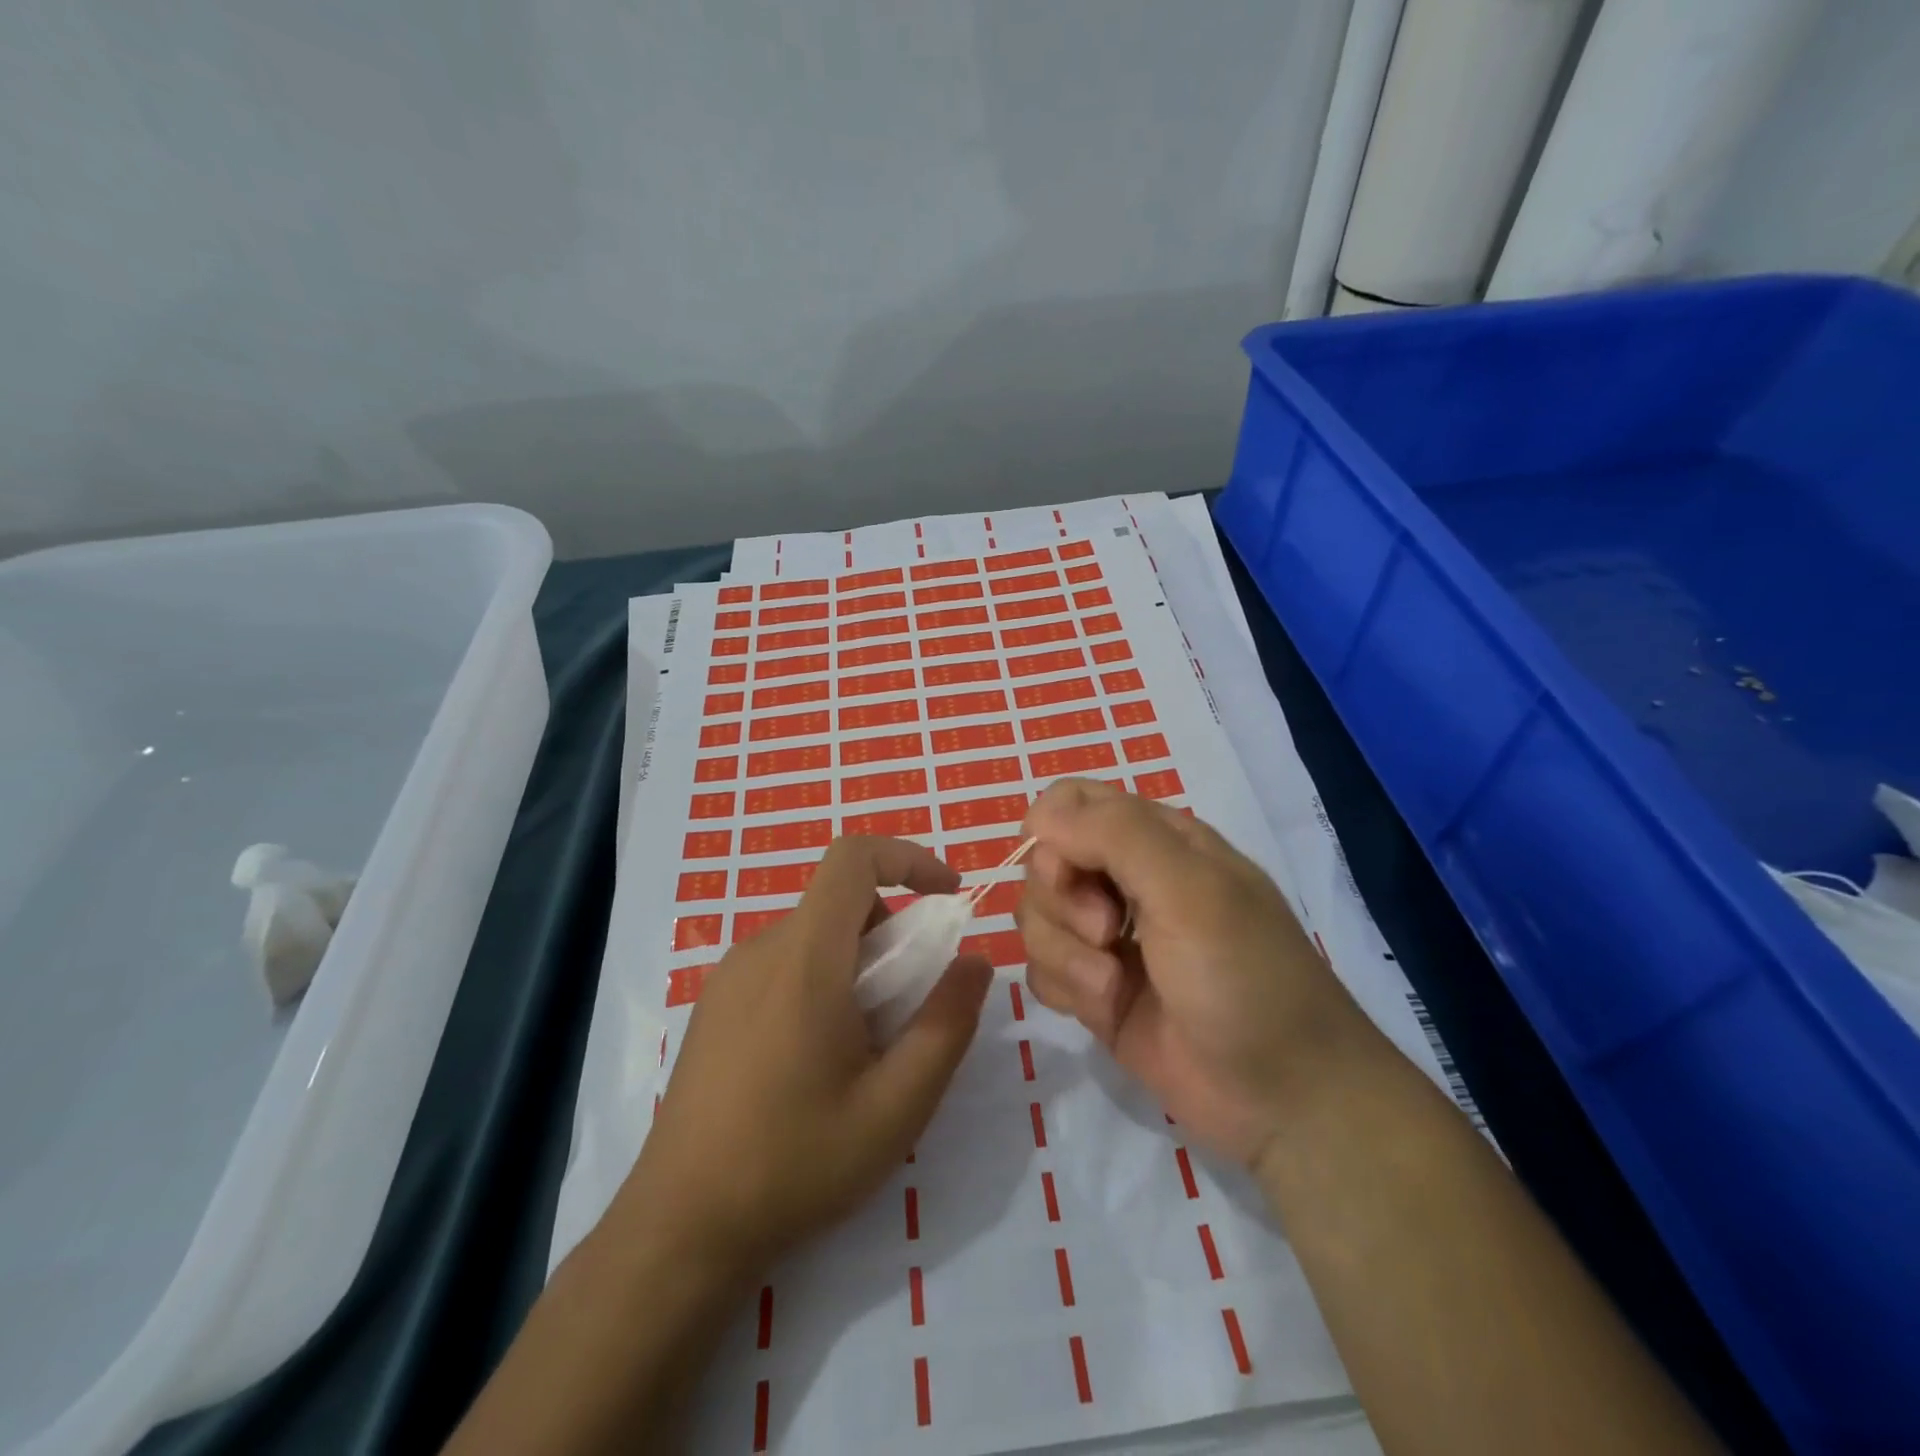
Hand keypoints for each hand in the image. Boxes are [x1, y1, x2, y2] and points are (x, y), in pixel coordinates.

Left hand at [609, 836, 992, 1280]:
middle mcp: (760, 951)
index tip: (948, 897)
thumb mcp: (895, 1108)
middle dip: (892, 931)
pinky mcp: (714, 1005)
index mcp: (804, 959)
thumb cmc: (794, 1165)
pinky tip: (818, 1058)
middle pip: (840, 901)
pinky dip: (822, 978)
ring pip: (813, 934)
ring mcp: (729, 977)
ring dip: (858, 961)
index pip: (853, 857)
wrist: (679, 1229)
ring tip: (866, 1044)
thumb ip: (946, 1026)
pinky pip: (783, 962)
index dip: (908, 857)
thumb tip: (976, 962)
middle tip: (910, 1004)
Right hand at [1016, 778, 1366, 1171]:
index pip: (1071, 802)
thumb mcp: (1190, 890)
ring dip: (1065, 953)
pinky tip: (1106, 1008)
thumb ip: (1115, 836)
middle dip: (1063, 901)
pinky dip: (1065, 988)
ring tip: (1113, 985)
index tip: (1062, 871)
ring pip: (1036, 918)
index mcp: (1156, 840)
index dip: (1052, 832)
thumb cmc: (1245, 977)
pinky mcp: (1095, 990)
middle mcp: (1125, 881)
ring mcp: (1108, 938)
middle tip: (1109, 933)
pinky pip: (1041, 970)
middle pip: (1044, 862)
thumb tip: (1041, 816)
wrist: (1283, 1097)